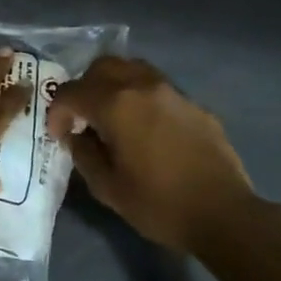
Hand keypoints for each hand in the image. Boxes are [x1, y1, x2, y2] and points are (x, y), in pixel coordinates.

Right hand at [48, 57, 254, 253]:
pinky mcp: (194, 104)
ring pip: (132, 69)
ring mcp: (173, 91)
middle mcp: (143, 86)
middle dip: (84, 88)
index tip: (59, 135)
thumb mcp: (107, 187)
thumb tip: (75, 135)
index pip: (71, 92)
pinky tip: (145, 128)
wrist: (223, 213)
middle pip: (102, 67)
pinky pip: (158, 87)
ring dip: (113, 86)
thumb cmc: (159, 204)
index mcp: (117, 105)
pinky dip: (140, 97)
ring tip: (111, 117)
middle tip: (81, 118)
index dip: (57, 112)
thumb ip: (84, 153)